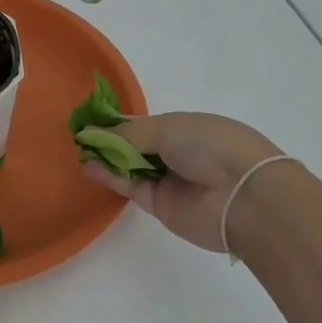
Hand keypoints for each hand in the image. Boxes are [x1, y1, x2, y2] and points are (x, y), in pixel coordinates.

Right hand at [80, 112, 285, 253]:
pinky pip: (131, 187)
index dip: (117, 121)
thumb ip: (128, 133)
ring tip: (80, 149)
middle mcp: (177, 153)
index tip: (90, 117)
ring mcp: (169, 180)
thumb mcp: (167, 128)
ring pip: (130, 166)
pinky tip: (89, 165)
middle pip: (134, 145)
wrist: (243, 195)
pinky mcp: (161, 205)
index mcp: (185, 127)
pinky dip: (110, 176)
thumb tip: (94, 132)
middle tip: (79, 134)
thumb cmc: (211, 146)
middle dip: (109, 139)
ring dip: (106, 157)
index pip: (144, 124)